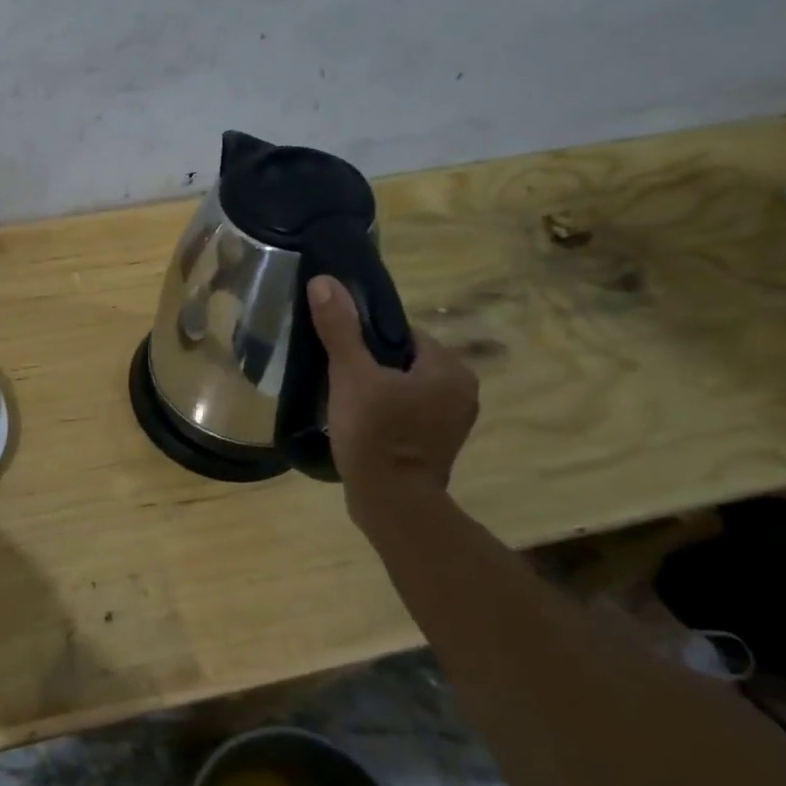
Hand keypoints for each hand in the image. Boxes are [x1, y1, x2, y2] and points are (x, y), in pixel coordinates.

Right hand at [307, 276, 478, 517]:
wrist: (391, 503)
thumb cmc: (376, 434)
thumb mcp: (351, 375)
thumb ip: (340, 328)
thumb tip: (324, 282)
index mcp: (450, 369)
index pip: (404, 334)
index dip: (368, 339)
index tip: (341, 353)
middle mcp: (461, 392)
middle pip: (403, 361)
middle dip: (371, 366)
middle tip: (337, 377)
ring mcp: (451, 424)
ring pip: (404, 389)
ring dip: (377, 391)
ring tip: (343, 400)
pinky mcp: (436, 447)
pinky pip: (406, 415)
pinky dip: (385, 415)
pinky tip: (358, 424)